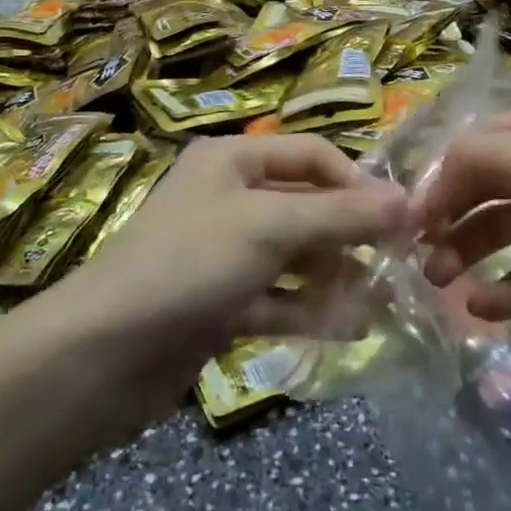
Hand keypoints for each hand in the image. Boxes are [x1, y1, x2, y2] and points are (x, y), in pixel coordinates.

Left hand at [59, 134, 408, 395]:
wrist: (103, 354)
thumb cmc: (190, 263)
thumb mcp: (270, 227)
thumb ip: (340, 215)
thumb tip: (408, 201)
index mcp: (233, 160)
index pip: (311, 155)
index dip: (356, 182)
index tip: (400, 219)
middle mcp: (229, 198)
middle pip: (306, 206)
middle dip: (351, 235)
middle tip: (401, 266)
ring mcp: (224, 253)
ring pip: (295, 257)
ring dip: (337, 277)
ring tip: (384, 303)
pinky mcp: (220, 303)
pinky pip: (278, 299)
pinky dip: (310, 310)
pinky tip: (352, 330)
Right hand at [413, 99, 510, 373]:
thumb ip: (482, 158)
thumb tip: (432, 180)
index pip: (480, 142)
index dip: (441, 175)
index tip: (409, 215)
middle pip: (487, 185)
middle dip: (449, 214)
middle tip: (416, 253)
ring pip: (504, 230)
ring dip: (467, 251)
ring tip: (439, 281)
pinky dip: (506, 289)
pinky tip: (481, 308)